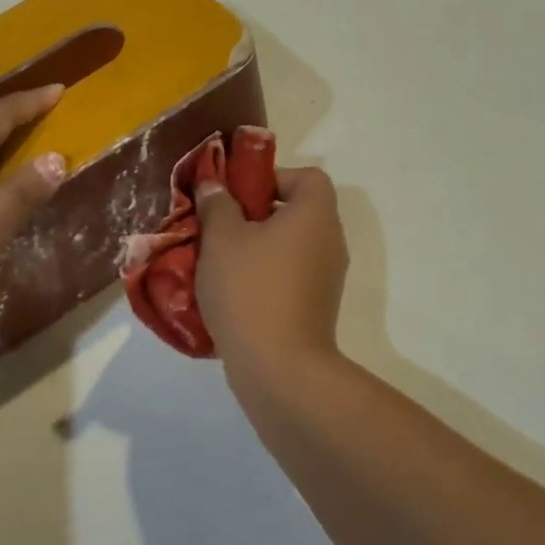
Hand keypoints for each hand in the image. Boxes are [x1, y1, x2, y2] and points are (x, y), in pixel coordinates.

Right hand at [193, 165, 347, 369]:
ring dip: (257, 246)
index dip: (274, 177)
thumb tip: (214, 185)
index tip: (239, 195)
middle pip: (297, 211)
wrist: (279, 368)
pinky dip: (266, 275)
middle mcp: (330, 241)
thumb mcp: (222, 238)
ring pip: (290, 245)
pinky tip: (232, 291)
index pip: (307, 177)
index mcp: (315, 215)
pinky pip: (290, 275)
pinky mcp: (316, 306)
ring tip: (219, 260)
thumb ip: (217, 204)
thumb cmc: (251, 289)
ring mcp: (326, 277)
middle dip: (257, 213)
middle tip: (220, 225)